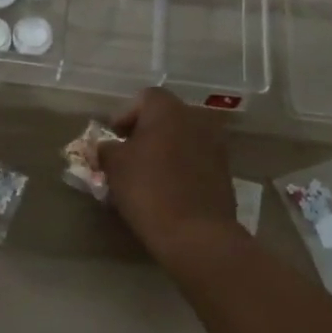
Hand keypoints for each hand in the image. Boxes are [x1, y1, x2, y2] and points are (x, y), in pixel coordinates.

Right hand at [97, 88, 240, 265]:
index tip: (113, 140)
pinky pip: (196, 158)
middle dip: (145, 132)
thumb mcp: (114, 167)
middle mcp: (196, 118)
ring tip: (147, 174)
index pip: (143, 98)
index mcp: (168, 109)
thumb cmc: (149, 190)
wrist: (197, 234)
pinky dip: (181, 166)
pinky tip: (168, 188)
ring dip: (165, 149)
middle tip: (127, 156)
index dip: (125, 116)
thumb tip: (106, 146)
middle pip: (165, 116)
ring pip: (182, 138)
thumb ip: (106, 149)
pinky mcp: (225, 170)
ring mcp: (215, 144)